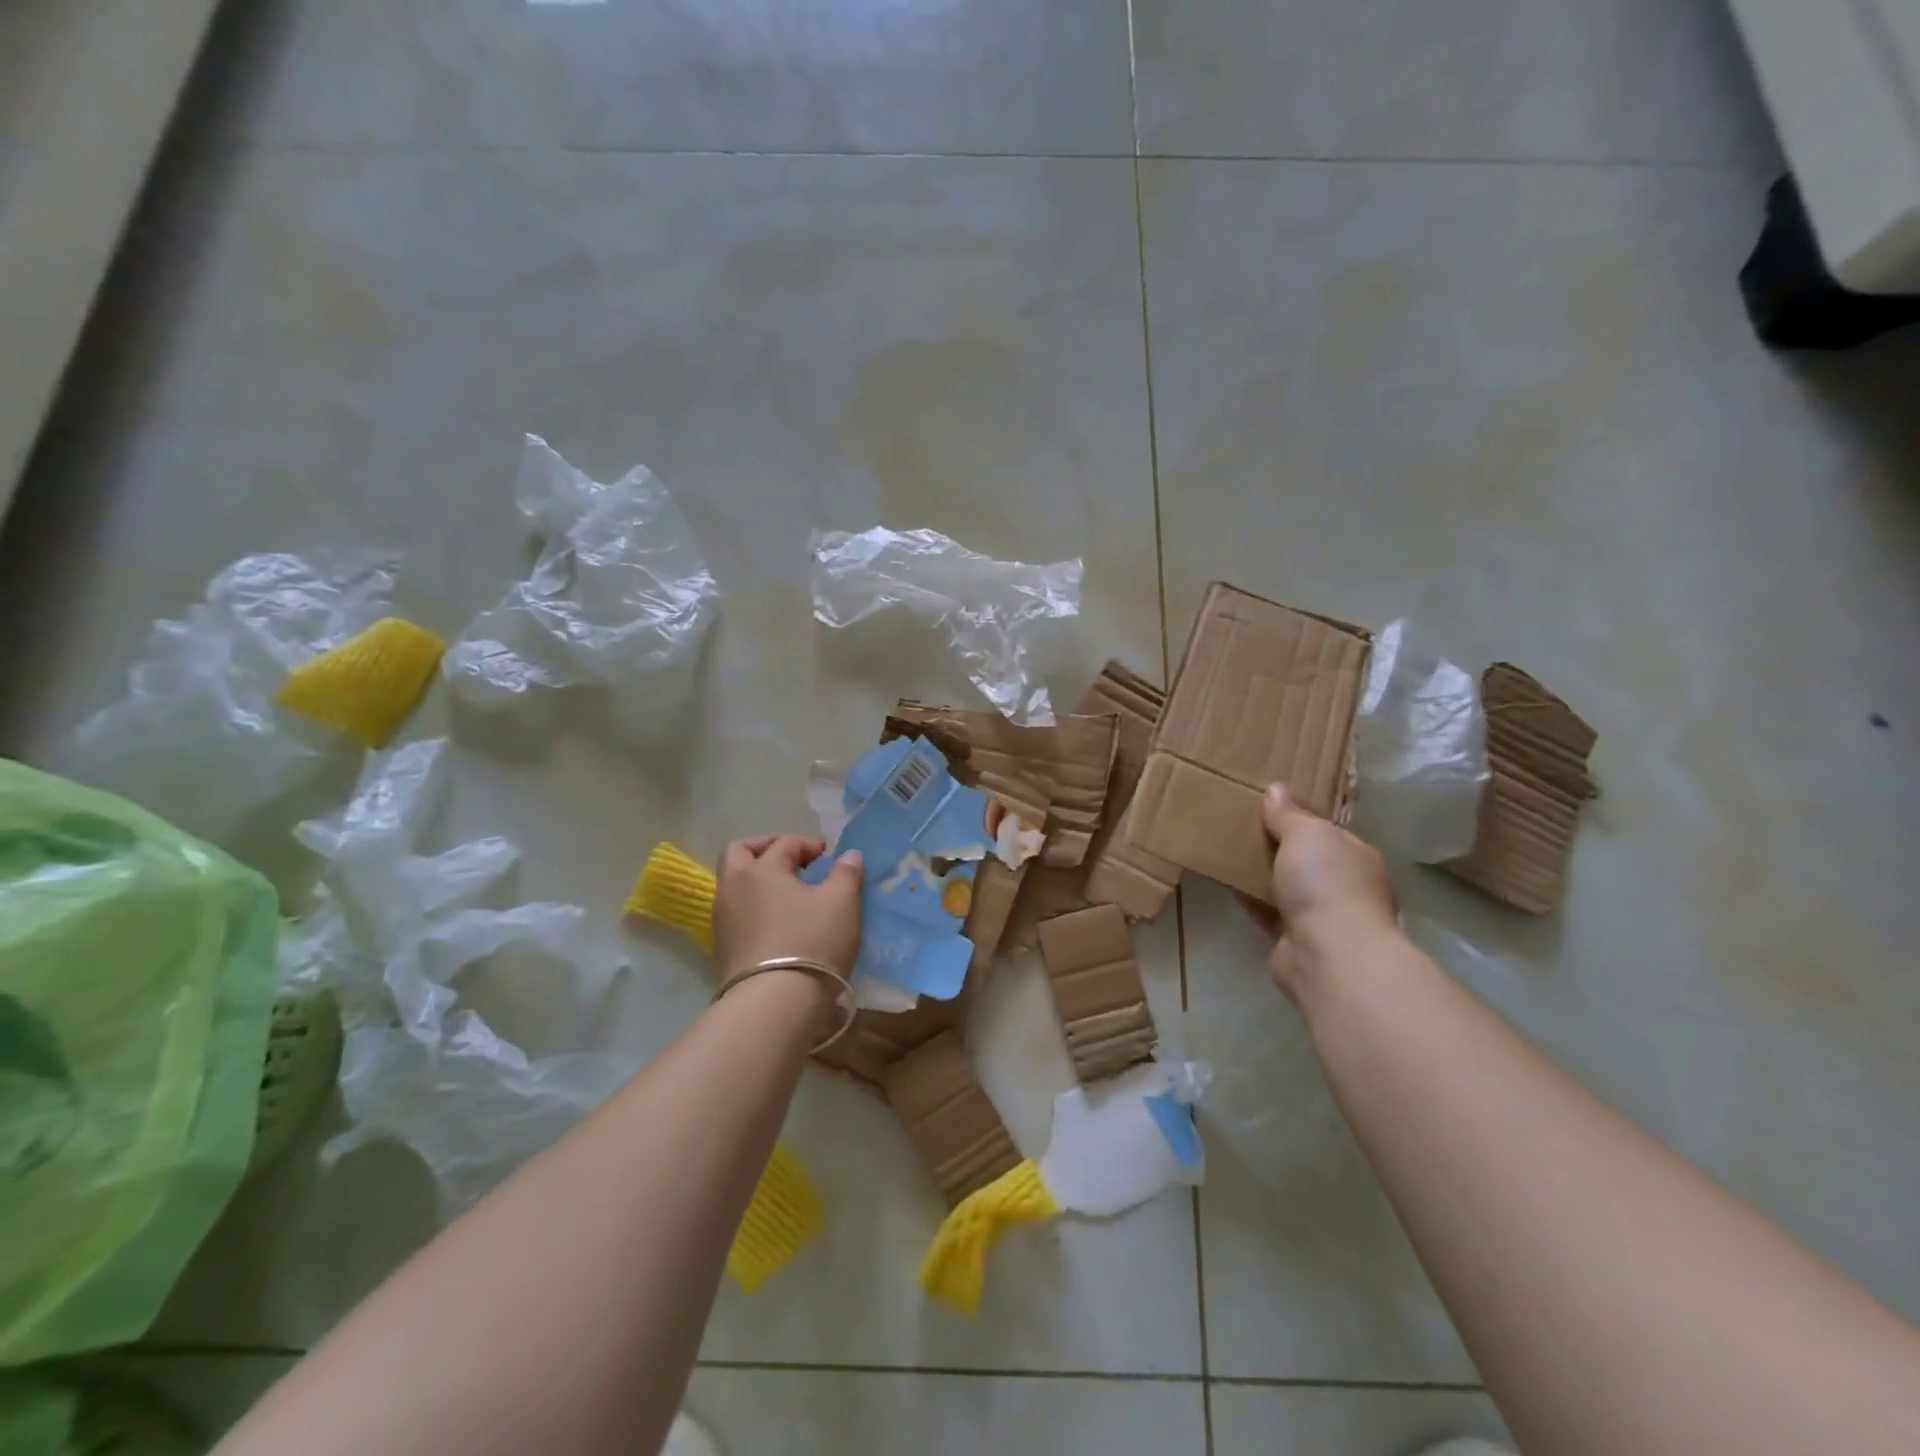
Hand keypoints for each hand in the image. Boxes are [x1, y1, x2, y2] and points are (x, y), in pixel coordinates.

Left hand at [714, 835, 864, 982]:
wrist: (774, 1004)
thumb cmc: (811, 941)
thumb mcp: (842, 902)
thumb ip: (846, 873)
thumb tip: (849, 855)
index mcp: (761, 869)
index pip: (785, 843)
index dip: (809, 845)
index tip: (830, 859)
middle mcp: (733, 887)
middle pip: (740, 852)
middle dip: (766, 848)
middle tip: (793, 860)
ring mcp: (723, 919)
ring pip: (735, 884)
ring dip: (759, 879)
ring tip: (789, 894)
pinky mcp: (723, 947)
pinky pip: (737, 912)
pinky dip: (755, 906)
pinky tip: (779, 922)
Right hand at [1241, 784, 1395, 1002]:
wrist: (1328, 954)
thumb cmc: (1326, 883)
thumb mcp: (1307, 834)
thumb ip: (1289, 814)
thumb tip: (1276, 790)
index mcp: (1355, 855)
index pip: (1325, 830)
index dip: (1297, 817)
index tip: (1265, 806)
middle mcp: (1344, 886)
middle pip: (1304, 859)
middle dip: (1278, 846)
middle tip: (1240, 826)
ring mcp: (1321, 916)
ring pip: (1286, 886)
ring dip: (1262, 874)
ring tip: (1227, 851)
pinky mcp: (1295, 940)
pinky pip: (1268, 911)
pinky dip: (1251, 899)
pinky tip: (1227, 883)